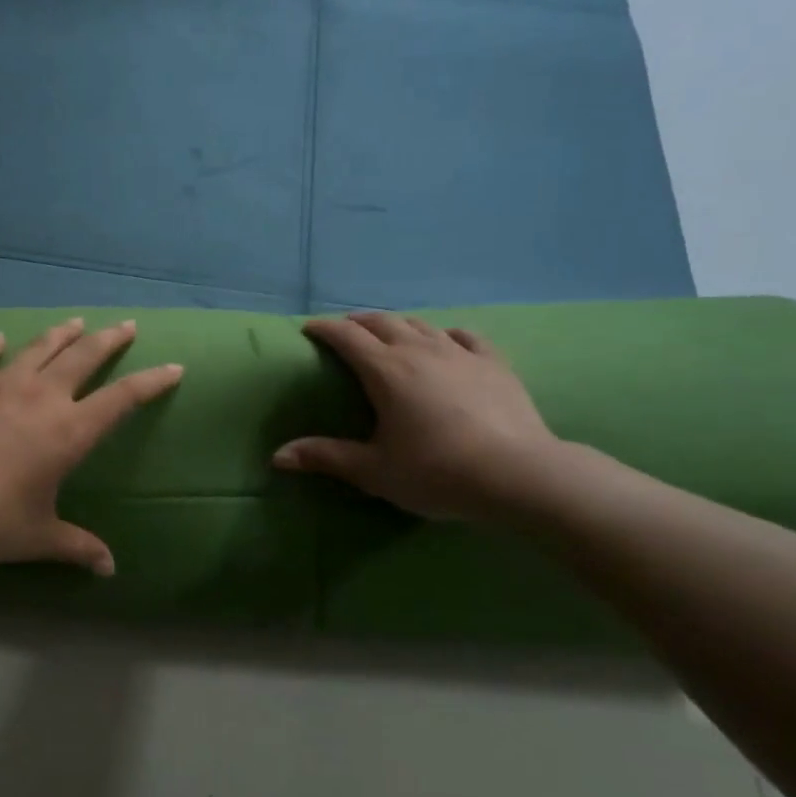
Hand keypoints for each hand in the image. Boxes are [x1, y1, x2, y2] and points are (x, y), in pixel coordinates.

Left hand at [0, 318, 182, 574]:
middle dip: (110, 339)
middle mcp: (43, 397)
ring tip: (77, 321)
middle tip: (127, 324)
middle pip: (85, 356)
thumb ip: (77, 547)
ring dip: (62, 333)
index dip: (152, 382)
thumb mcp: (40, 536)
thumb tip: (109, 568)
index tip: (174, 367)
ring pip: (40, 347)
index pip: (123, 398)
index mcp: (70, 430)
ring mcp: (3, 385)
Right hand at [273, 313, 563, 520]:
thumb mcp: (374, 471)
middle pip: (381, 321)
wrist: (518, 475)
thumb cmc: (436, 472)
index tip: (308, 329)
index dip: (324, 329)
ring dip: (397, 324)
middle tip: (345, 332)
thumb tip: (277, 457)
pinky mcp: (493, 362)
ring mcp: (459, 352)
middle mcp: (419, 350)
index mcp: (385, 370)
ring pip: (420, 324)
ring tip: (388, 334)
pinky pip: (463, 336)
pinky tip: (445, 341)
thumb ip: (326, 457)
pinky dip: (445, 334)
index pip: (346, 336)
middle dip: (357, 322)